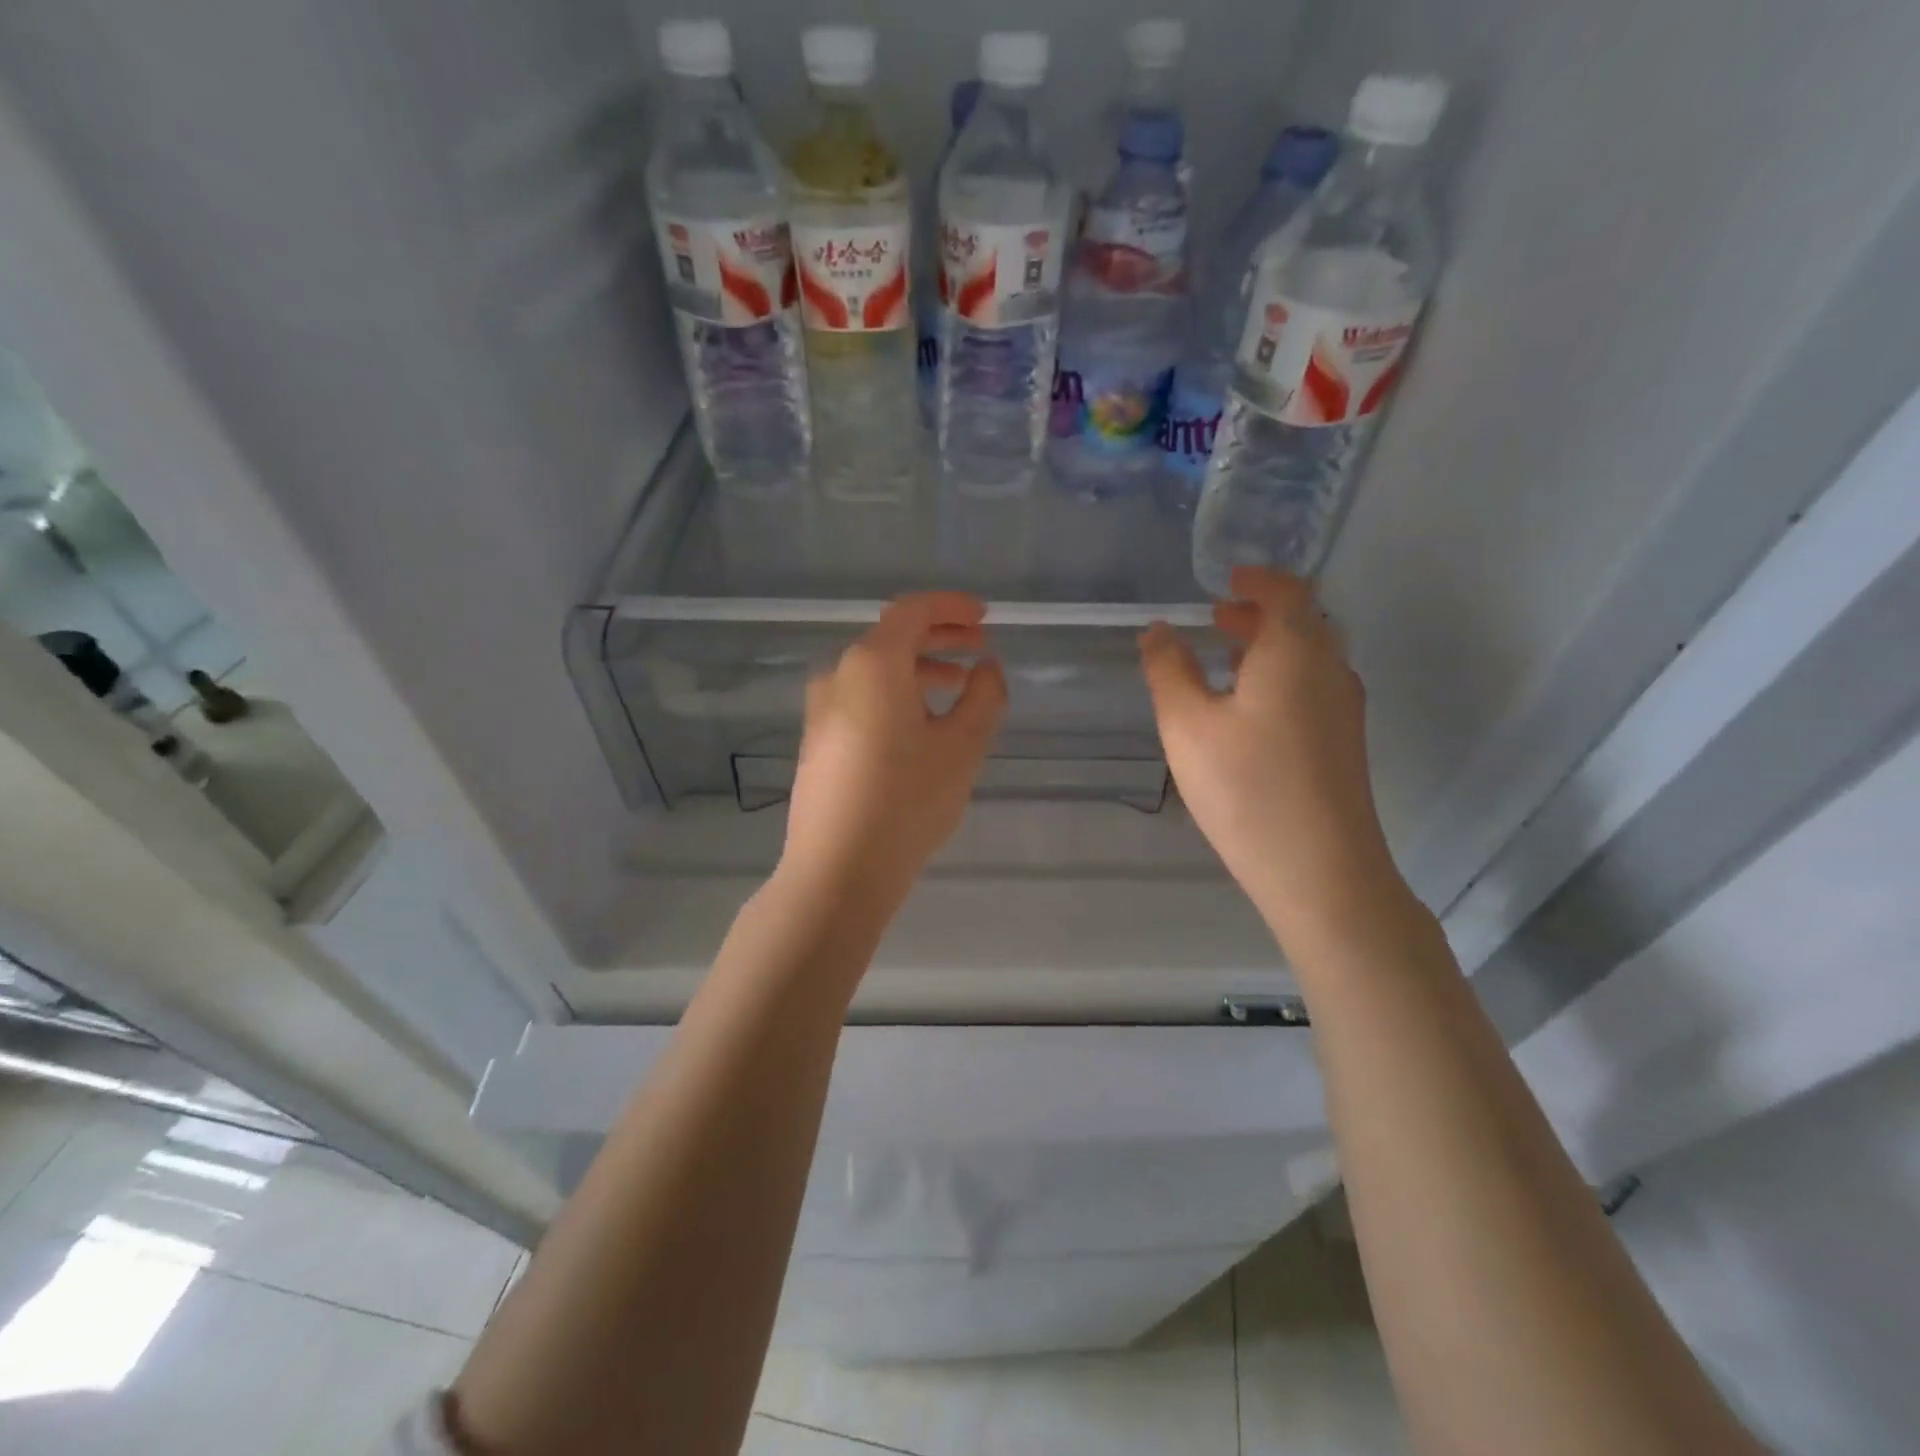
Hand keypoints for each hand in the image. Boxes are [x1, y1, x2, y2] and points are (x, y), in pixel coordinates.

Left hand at [781, 592, 1006, 914]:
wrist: (837, 871)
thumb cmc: (907, 802)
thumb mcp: (962, 748)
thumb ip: (984, 697)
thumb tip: (986, 668)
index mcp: (872, 665)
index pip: (912, 611)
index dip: (951, 607)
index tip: (985, 617)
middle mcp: (838, 676)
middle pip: (892, 639)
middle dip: (939, 639)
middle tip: (979, 650)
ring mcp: (821, 711)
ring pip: (876, 672)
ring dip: (919, 671)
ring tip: (958, 690)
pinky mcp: (817, 742)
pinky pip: (861, 700)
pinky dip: (895, 696)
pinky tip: (920, 727)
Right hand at [1140, 568, 1405, 950]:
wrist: (1321, 870)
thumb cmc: (1246, 788)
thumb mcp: (1187, 725)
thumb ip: (1169, 670)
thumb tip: (1159, 630)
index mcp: (1295, 651)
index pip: (1286, 591)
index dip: (1256, 579)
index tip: (1225, 580)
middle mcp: (1330, 669)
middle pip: (1302, 622)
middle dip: (1259, 613)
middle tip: (1217, 617)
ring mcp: (1344, 708)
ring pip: (1310, 657)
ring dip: (1270, 647)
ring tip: (1226, 659)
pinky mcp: (1344, 743)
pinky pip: (1313, 686)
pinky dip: (1282, 676)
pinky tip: (1249, 709)